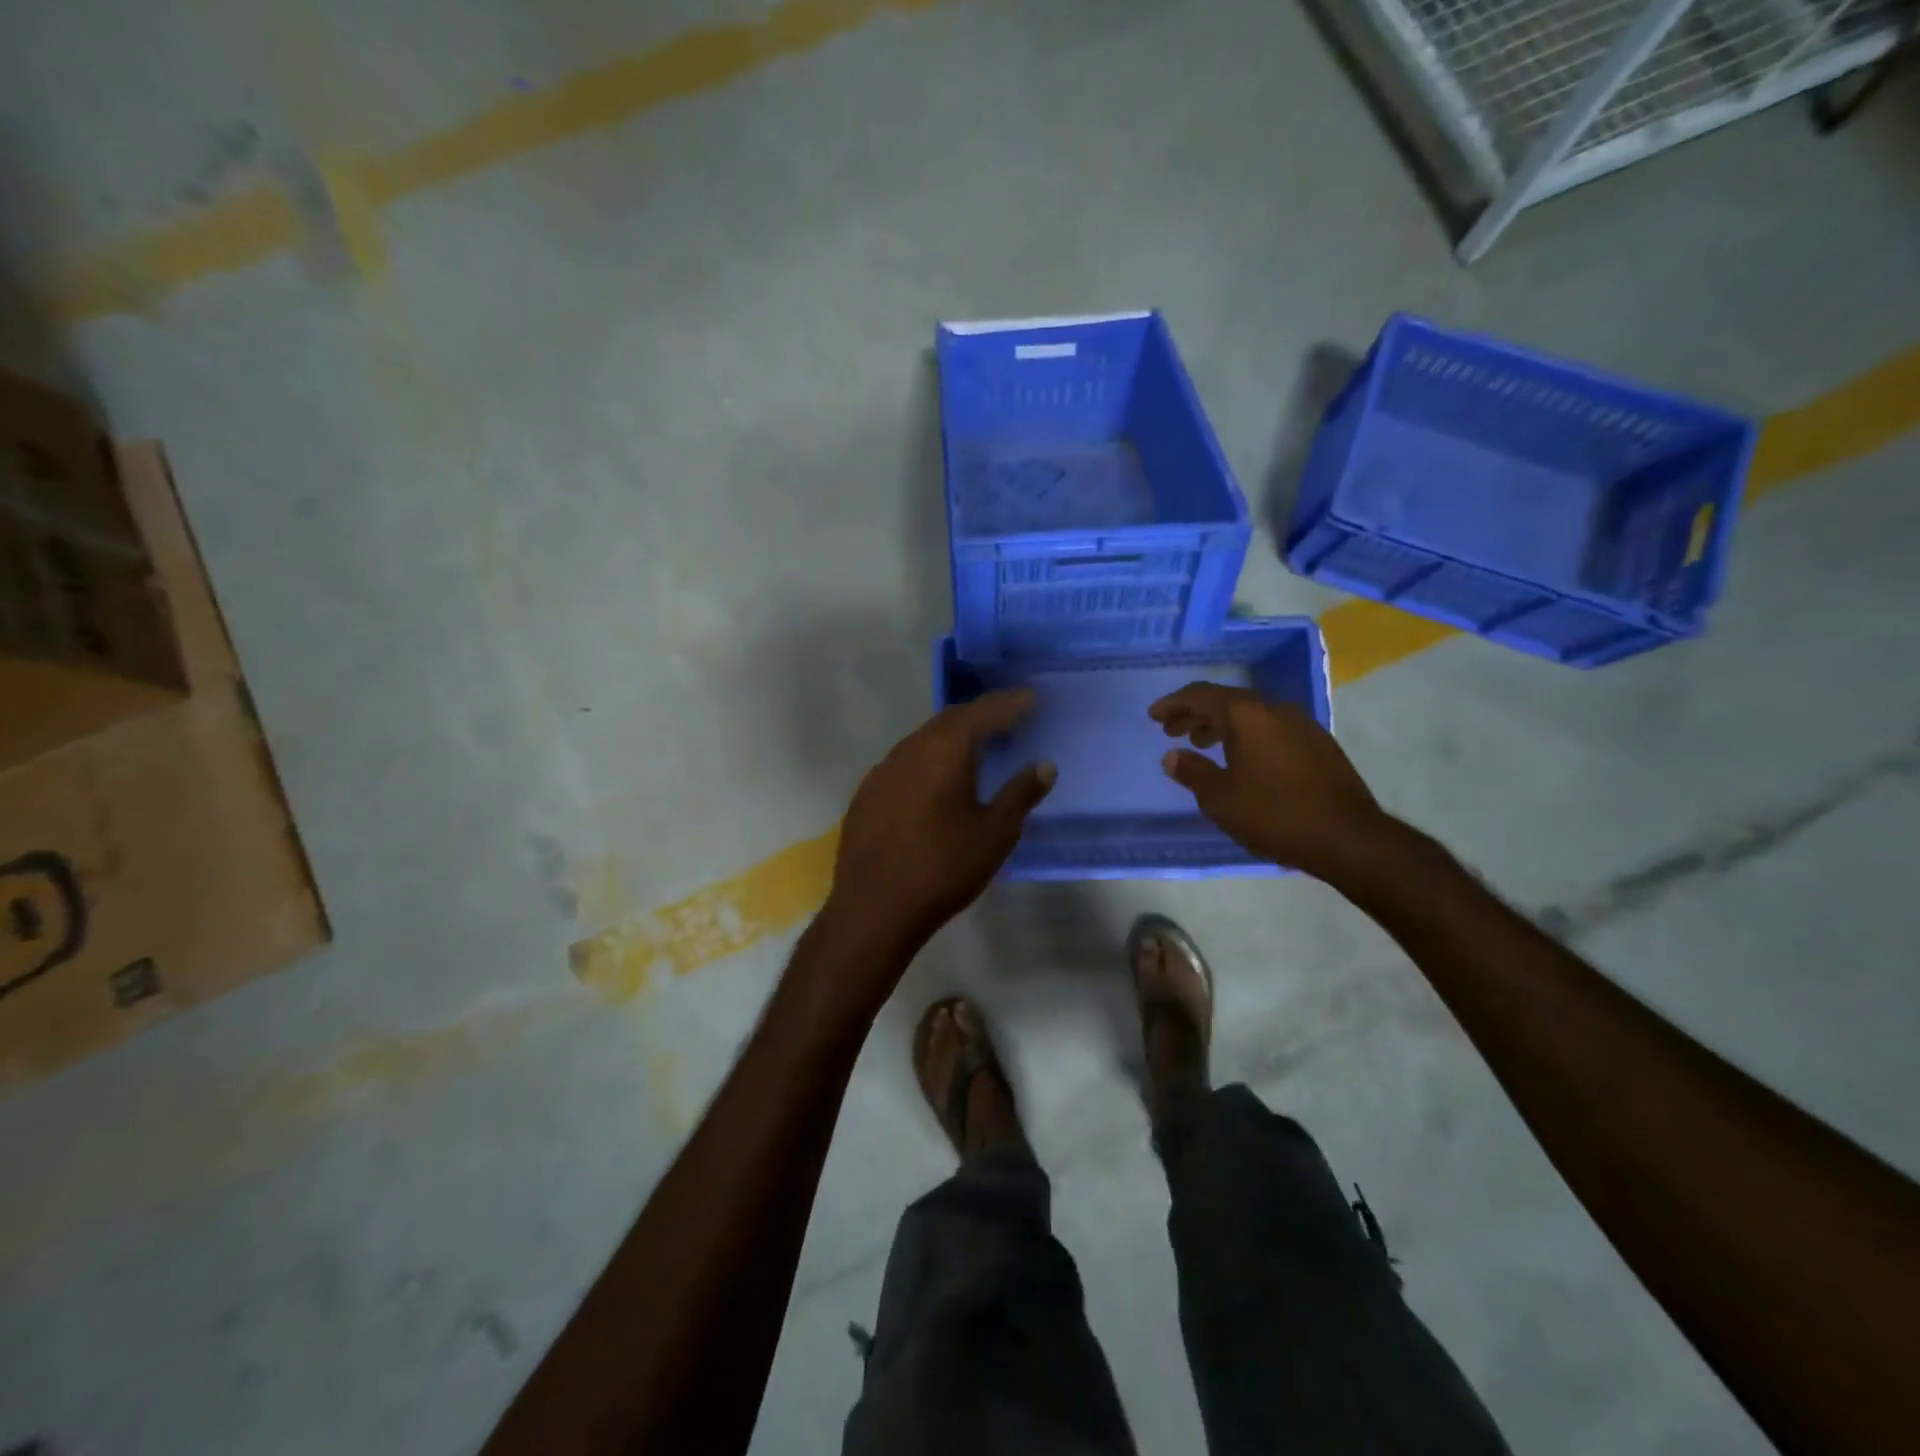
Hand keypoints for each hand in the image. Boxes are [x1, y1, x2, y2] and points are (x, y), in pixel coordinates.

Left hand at [826, 690, 1054, 957]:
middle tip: (1009, 721)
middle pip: (951, 719)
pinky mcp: (867, 793)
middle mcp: (910, 749)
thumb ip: (1020, 794)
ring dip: (953, 738)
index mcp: (945, 750)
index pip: (983, 712)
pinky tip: (937, 782)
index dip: (1010, 703)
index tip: (1032, 698)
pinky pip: (905, 762)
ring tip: (977, 749)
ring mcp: (883, 770)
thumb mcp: (995, 834)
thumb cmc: (943, 868)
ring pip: (924, 740)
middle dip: (982, 716)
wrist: (874, 908)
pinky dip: (929, 760)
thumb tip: (1044, 765)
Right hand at [1150, 682, 1385, 878]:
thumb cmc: (1274, 814)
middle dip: (1196, 714)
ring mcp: (1302, 725)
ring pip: (1251, 715)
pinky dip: (1247, 736)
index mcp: (1247, 715)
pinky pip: (1271, 728)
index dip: (1174, 704)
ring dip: (1222, 725)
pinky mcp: (1318, 744)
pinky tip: (1241, 759)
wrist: (1347, 837)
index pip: (1201, 695)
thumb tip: (1172, 756)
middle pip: (1227, 701)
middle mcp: (1275, 709)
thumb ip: (1192, 772)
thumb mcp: (1220, 798)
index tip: (1154, 716)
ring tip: (1202, 744)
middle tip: (1172, 730)